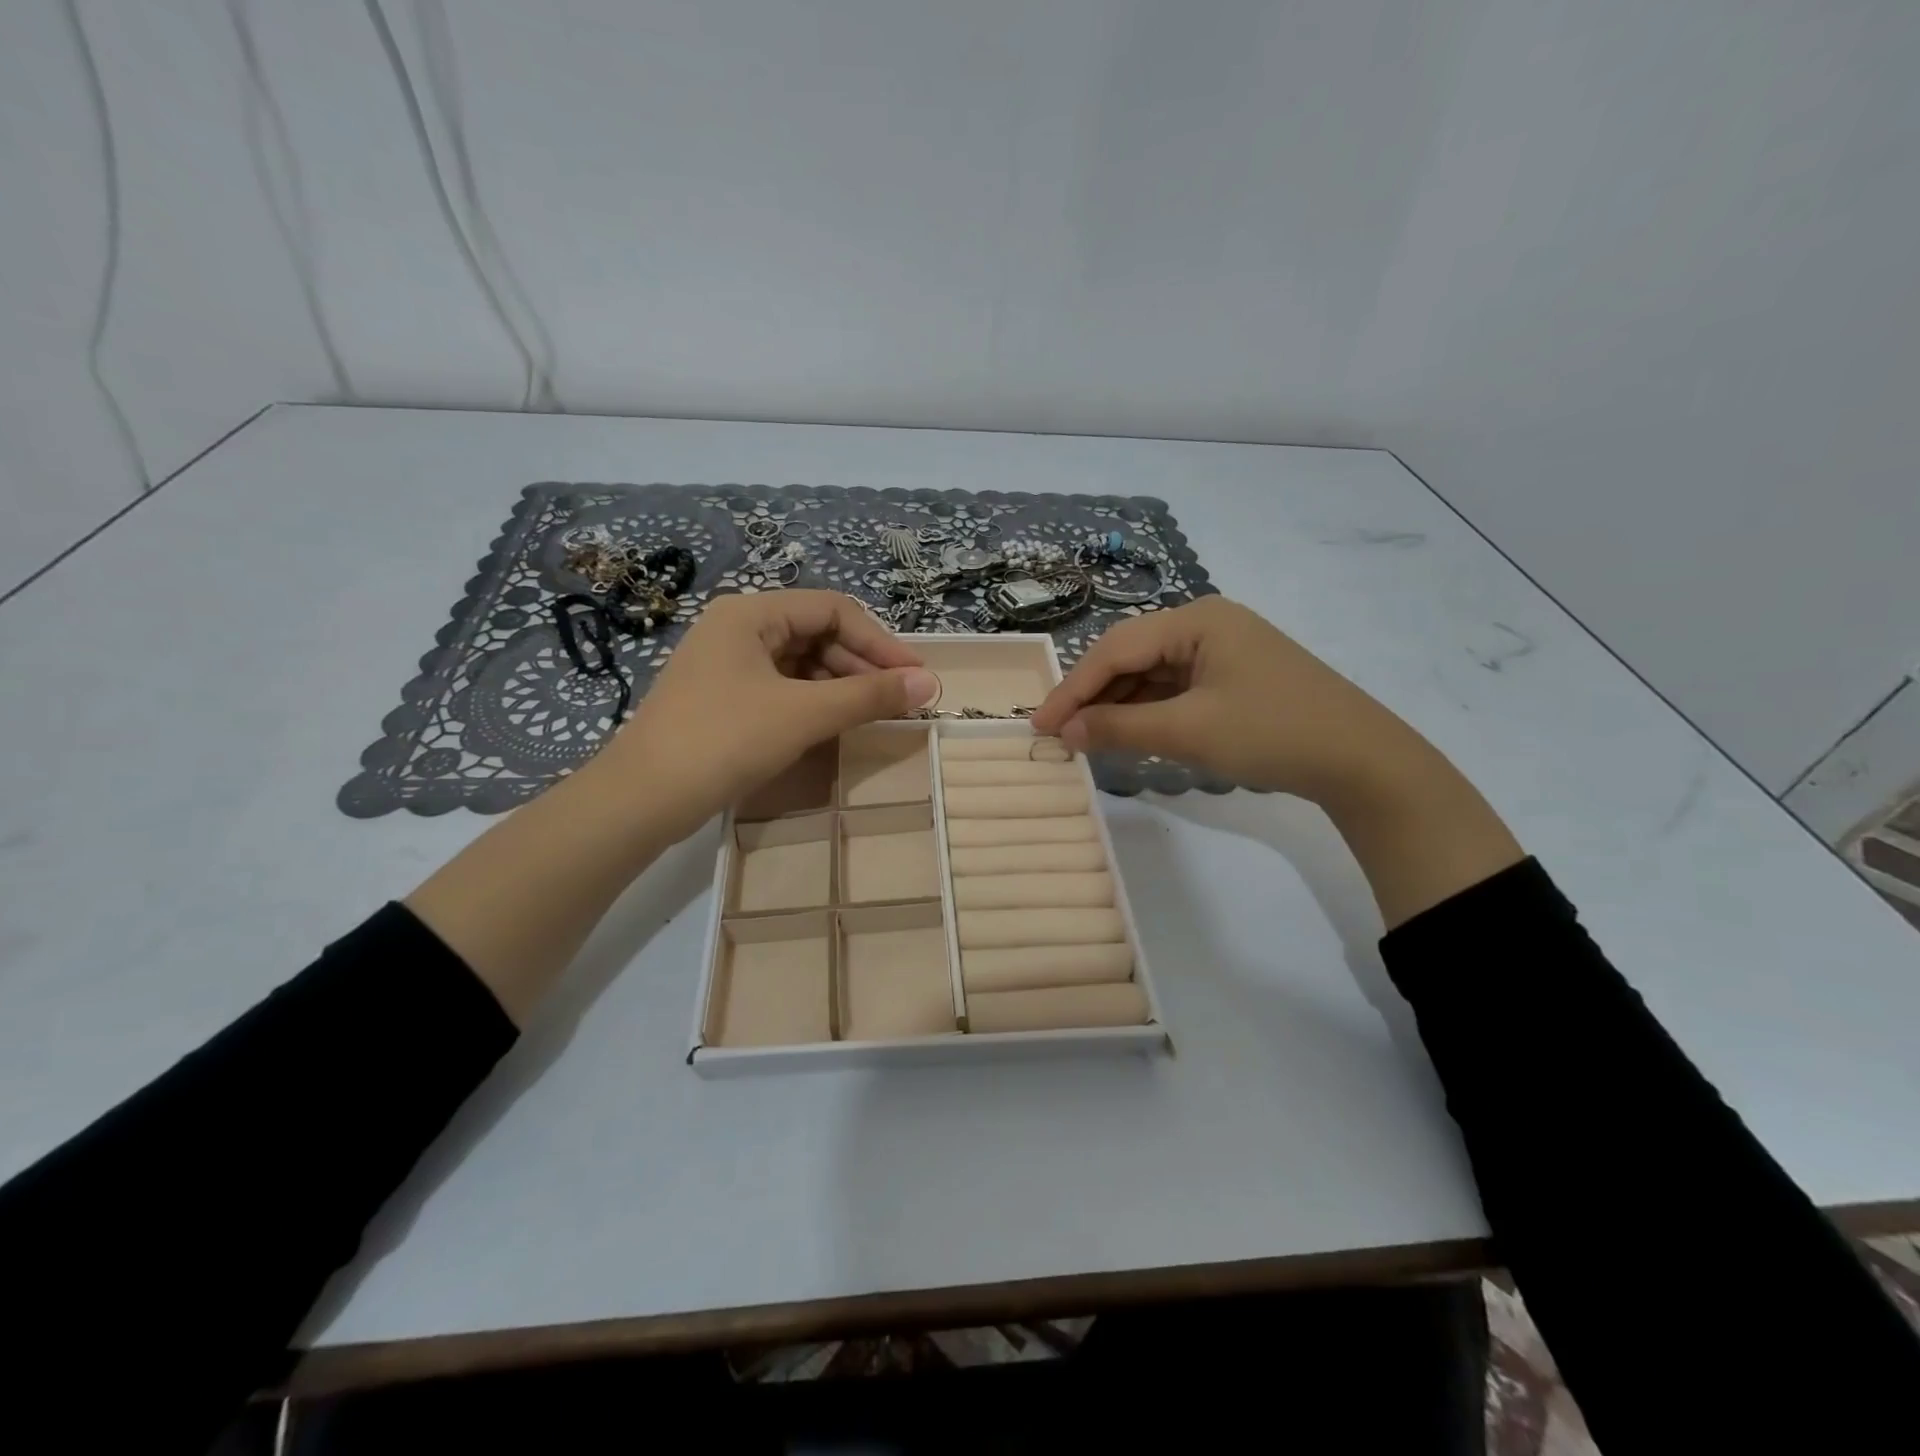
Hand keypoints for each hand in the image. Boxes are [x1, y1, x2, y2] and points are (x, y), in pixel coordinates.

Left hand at [409, 591, 936, 1022]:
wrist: (642, 799)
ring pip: (801, 664)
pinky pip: (781, 688)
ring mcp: (726, 665)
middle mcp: (737, 628)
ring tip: (873, 715)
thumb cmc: (725, 740)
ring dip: (841, 686)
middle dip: (862, 666)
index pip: (834, 610)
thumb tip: (930, 683)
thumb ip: (869, 695)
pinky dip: (813, 703)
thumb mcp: (805, 713)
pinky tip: (834, 725)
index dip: (881, 642)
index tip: (915, 678)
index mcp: (751, 613)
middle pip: (818, 634)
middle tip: (899, 701)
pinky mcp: (722, 698)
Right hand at [1030, 596, 1425, 807]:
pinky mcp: (1232, 679)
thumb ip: (1120, 728)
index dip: (1073, 688)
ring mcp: (1222, 651)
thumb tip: (1065, 732)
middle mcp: (1206, 625)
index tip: (1040, 723)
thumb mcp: (1189, 731)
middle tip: (1057, 733)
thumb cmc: (1272, 733)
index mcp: (1197, 619)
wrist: (1362, 761)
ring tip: (1084, 738)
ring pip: (1151, 675)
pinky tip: (1125, 734)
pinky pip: (1174, 690)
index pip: (1116, 648)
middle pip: (1132, 657)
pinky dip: (1147, 712)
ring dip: (1118, 706)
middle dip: (1093, 696)